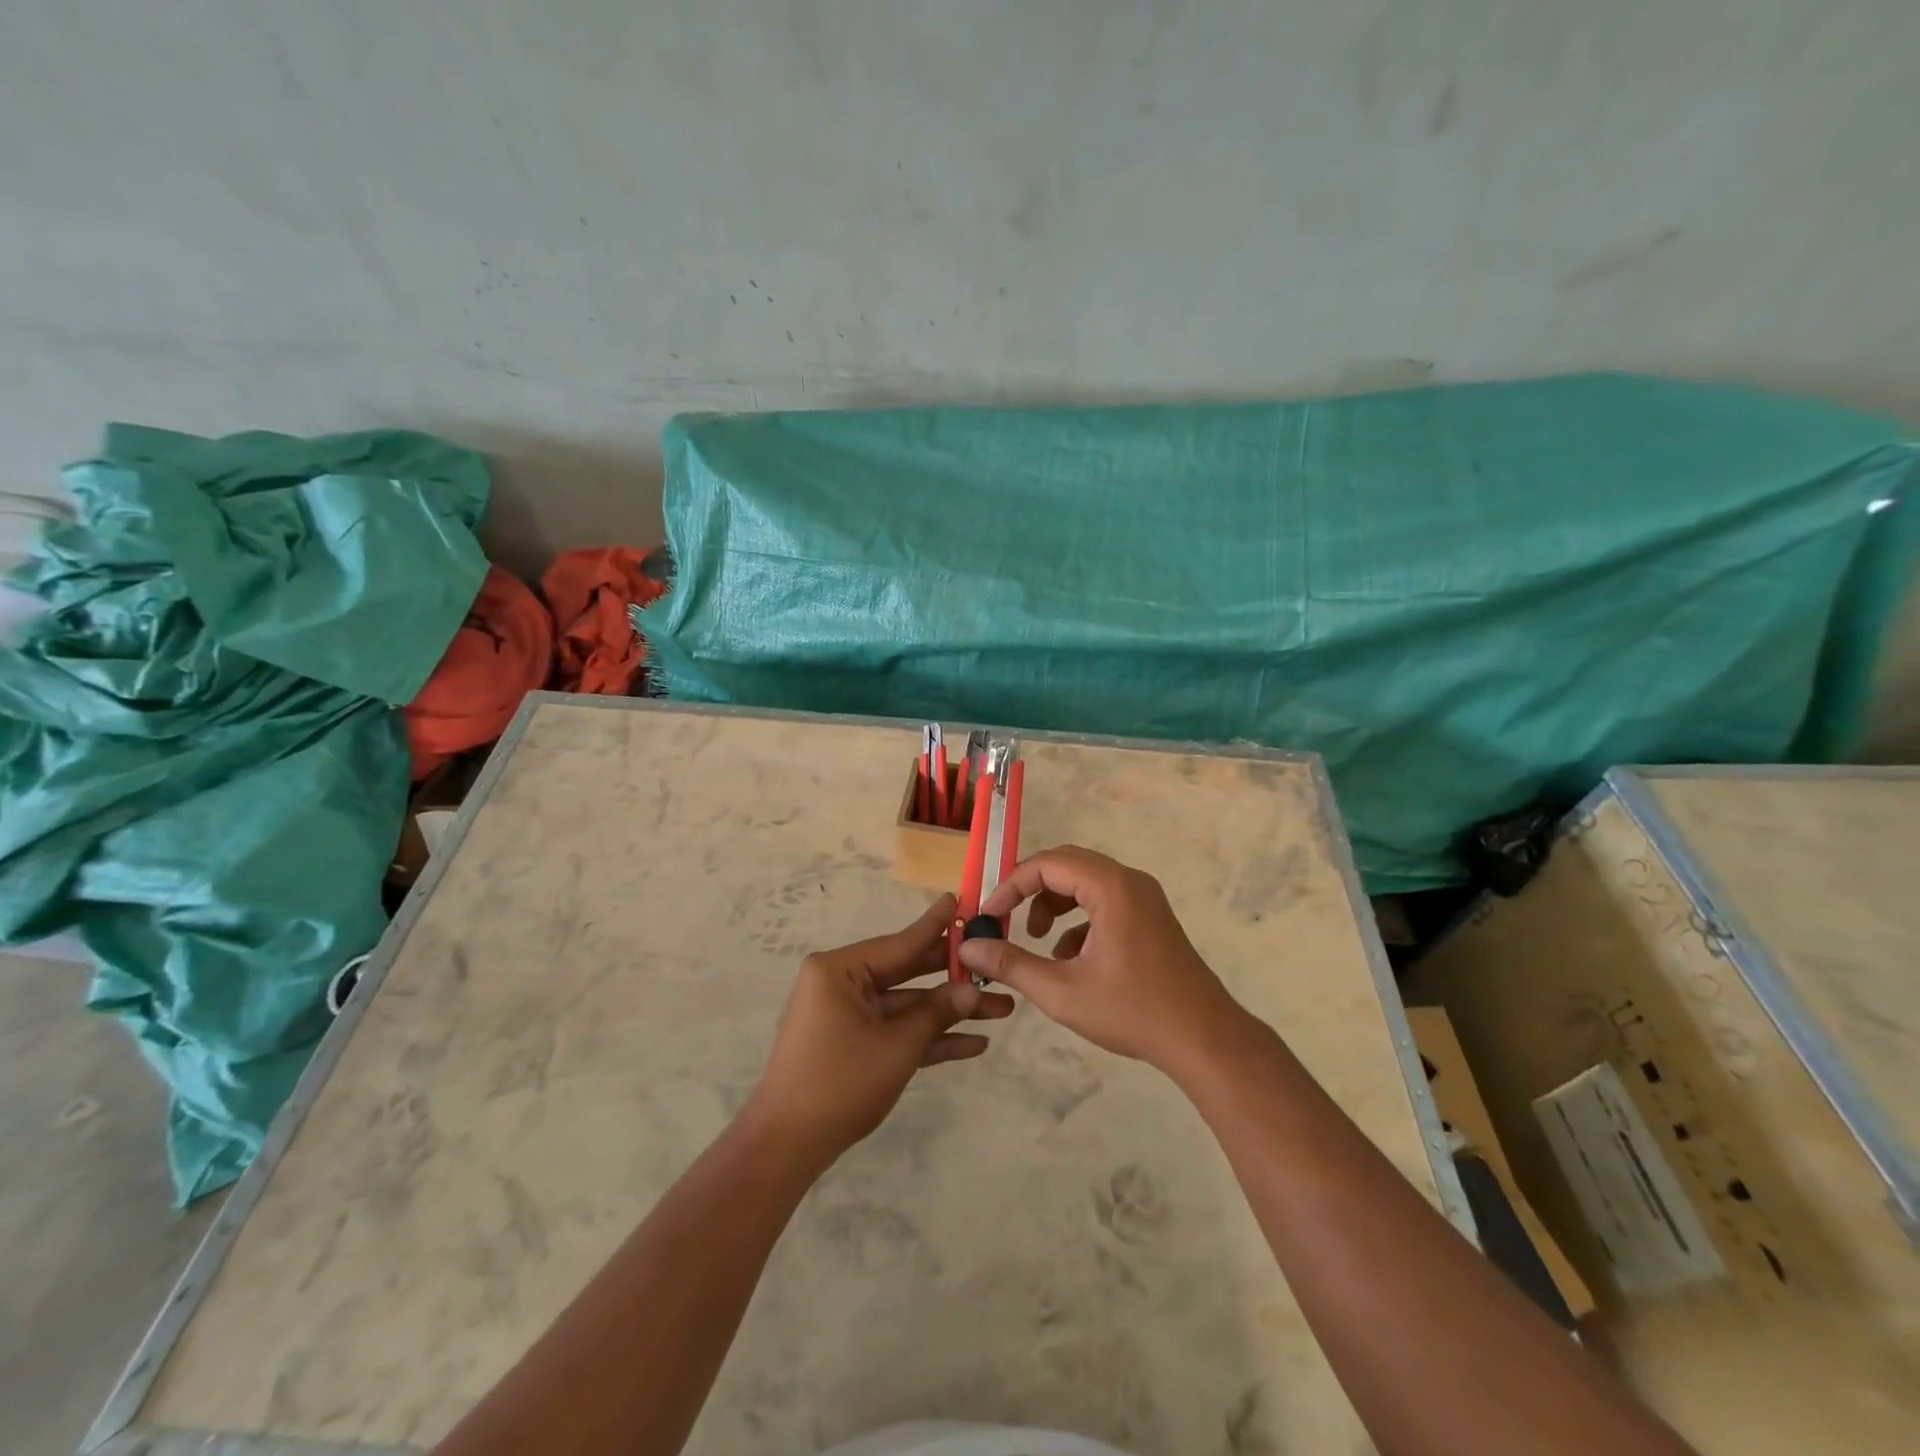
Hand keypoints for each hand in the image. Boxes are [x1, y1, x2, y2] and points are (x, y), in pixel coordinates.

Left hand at [742, 893, 1013, 1167]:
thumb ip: (936, 1013)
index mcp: (840, 970)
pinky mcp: (853, 1044)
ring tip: (1002, 1010)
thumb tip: (972, 990)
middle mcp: (841, 983)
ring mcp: (847, 1015)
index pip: (900, 942)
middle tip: (995, 964)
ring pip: (907, 1005)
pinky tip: (974, 1044)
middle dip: (954, 978)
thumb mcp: (896, 1046)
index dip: (937, 927)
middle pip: (907, 972)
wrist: (786, 1148)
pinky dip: (927, 1038)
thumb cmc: (839, 1083)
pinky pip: (895, 1031)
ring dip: (949, 1013)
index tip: (962, 900)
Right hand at [957, 846, 1249, 1075]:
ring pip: (1085, 882)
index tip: (987, 915)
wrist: (1204, 1039)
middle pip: (1066, 865)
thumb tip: (968, 947)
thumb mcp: (1061, 991)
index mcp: (1110, 887)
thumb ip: (1011, 964)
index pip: (1047, 864)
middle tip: (1005, 919)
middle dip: (1030, 890)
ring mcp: (1144, 897)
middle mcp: (1129, 881)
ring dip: (1053, 904)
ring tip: (1036, 940)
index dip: (1011, 886)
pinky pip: (1104, 900)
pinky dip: (1078, 919)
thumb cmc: (1132, 1012)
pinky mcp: (1150, 916)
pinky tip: (1070, 958)